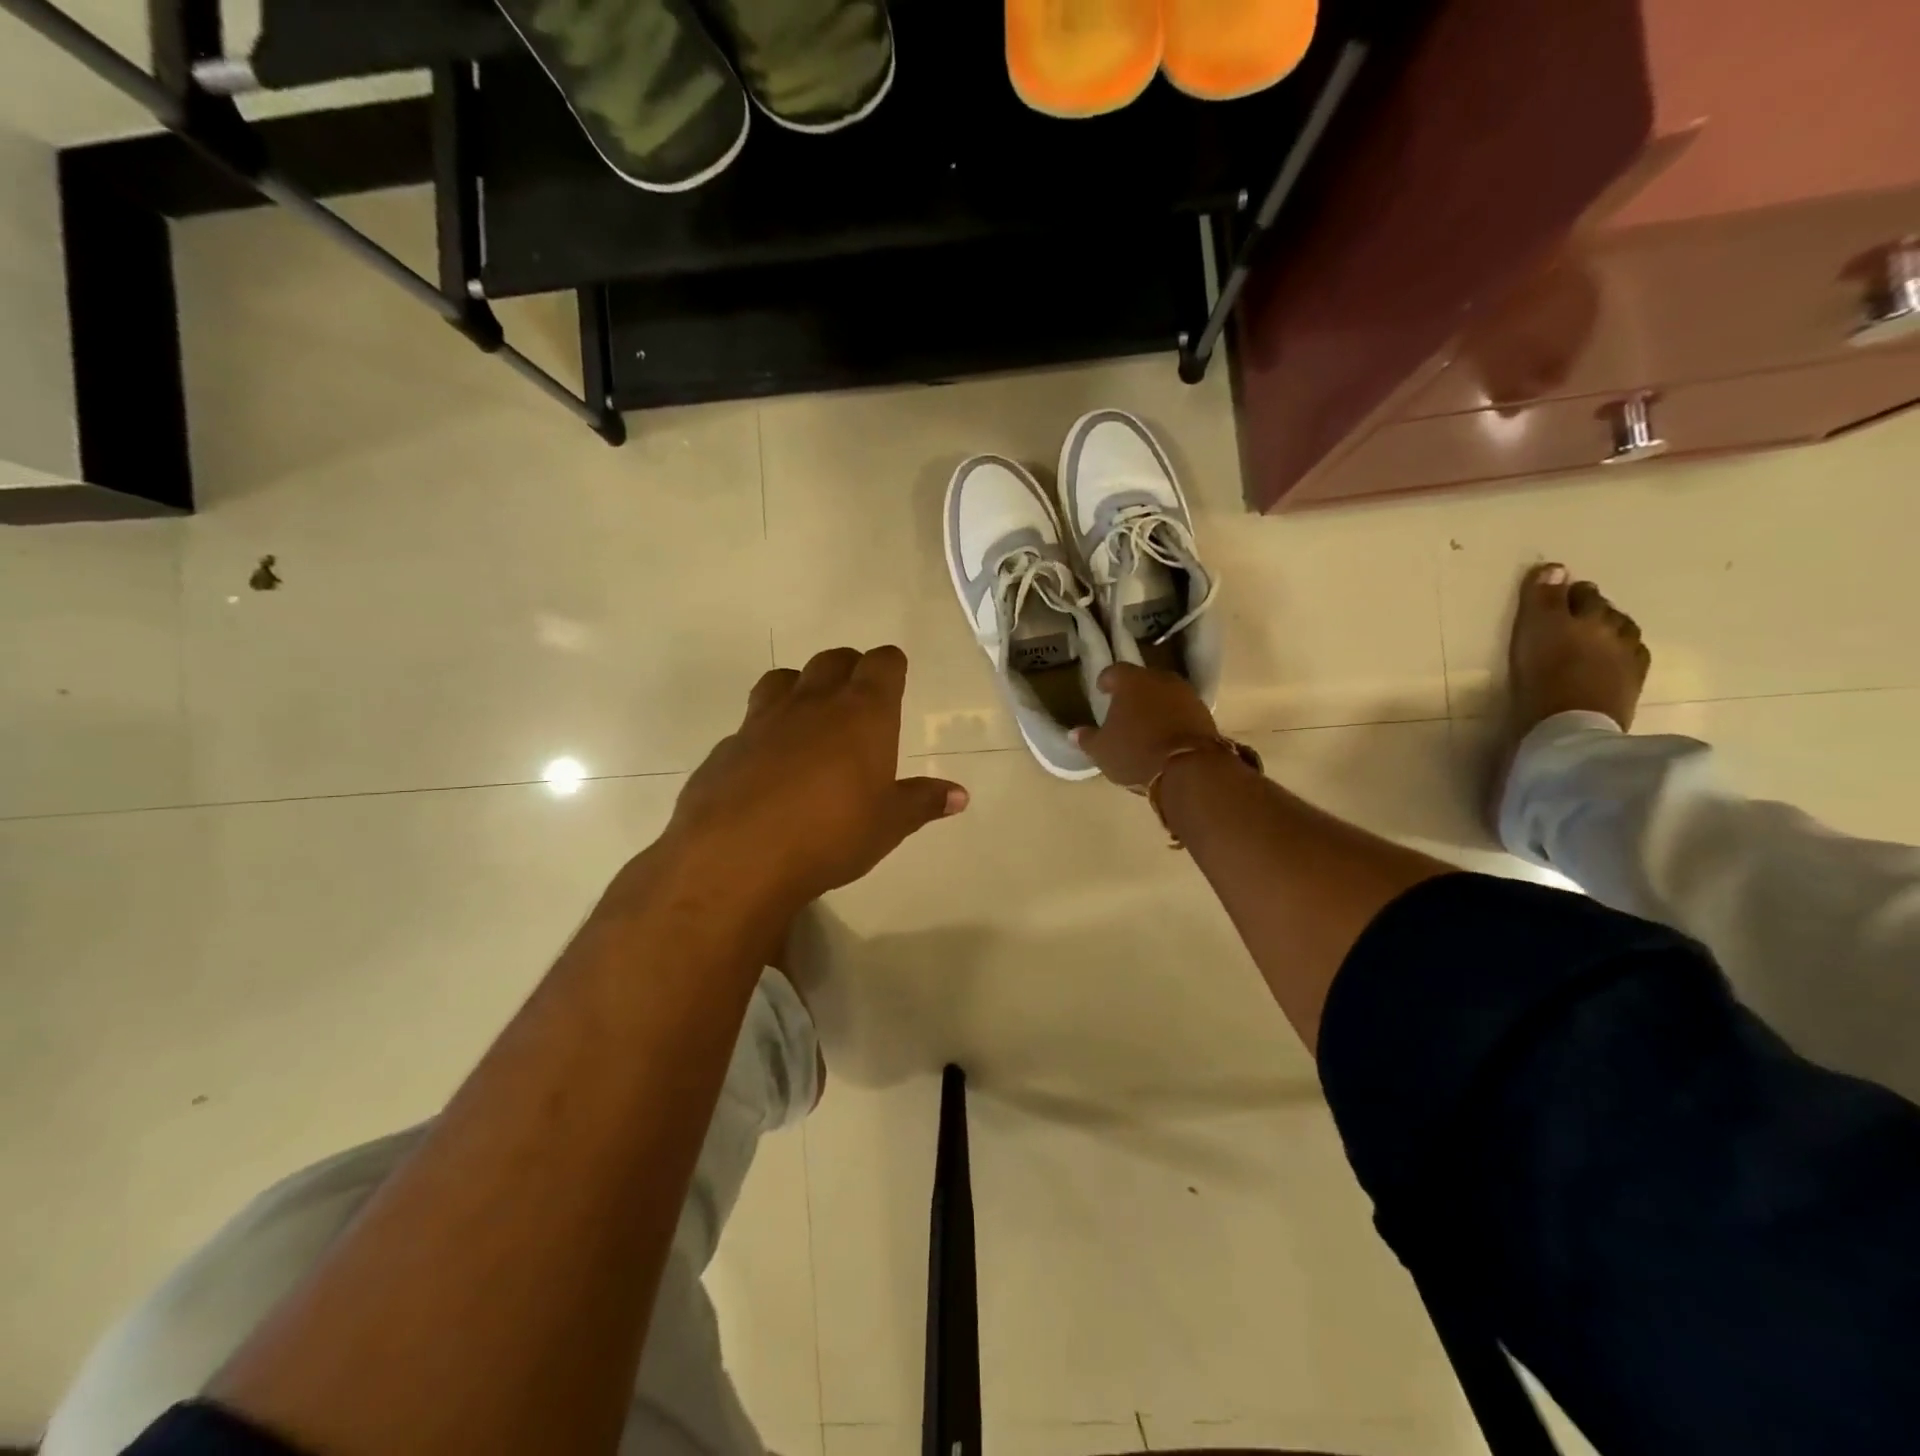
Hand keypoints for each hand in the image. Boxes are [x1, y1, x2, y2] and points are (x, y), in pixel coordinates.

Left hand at [664, 646, 968, 906]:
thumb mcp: (888, 824)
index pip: (882, 663)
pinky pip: (751, 722)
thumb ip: (922, 803)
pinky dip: (765, 730)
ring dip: (801, 686)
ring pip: (784, 678)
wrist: (738, 856)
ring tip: (810, 716)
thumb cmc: (831, 834)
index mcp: (862, 712)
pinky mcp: (727, 746)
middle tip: (858, 696)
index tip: (895, 676)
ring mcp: (764, 719)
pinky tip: (768, 763)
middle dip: (849, 668)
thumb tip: (960, 796)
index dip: (891, 666)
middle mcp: (813, 702)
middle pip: (833, 659)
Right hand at [1070, 663, 1220, 788]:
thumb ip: (1088, 739)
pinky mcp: (1205, 714)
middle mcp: (1160, 680)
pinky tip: (1167, 735)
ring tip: (1146, 723)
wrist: (1190, 768)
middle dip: (1133, 692)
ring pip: (1165, 694)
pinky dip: (1173, 718)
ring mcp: (1186, 695)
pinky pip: (1182, 710)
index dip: (1106, 681)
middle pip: (1143, 680)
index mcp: (1131, 681)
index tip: (1102, 690)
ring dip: (1156, 705)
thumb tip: (1074, 733)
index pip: (1114, 671)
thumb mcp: (1102, 751)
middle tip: (1124, 708)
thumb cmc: (1136, 752)